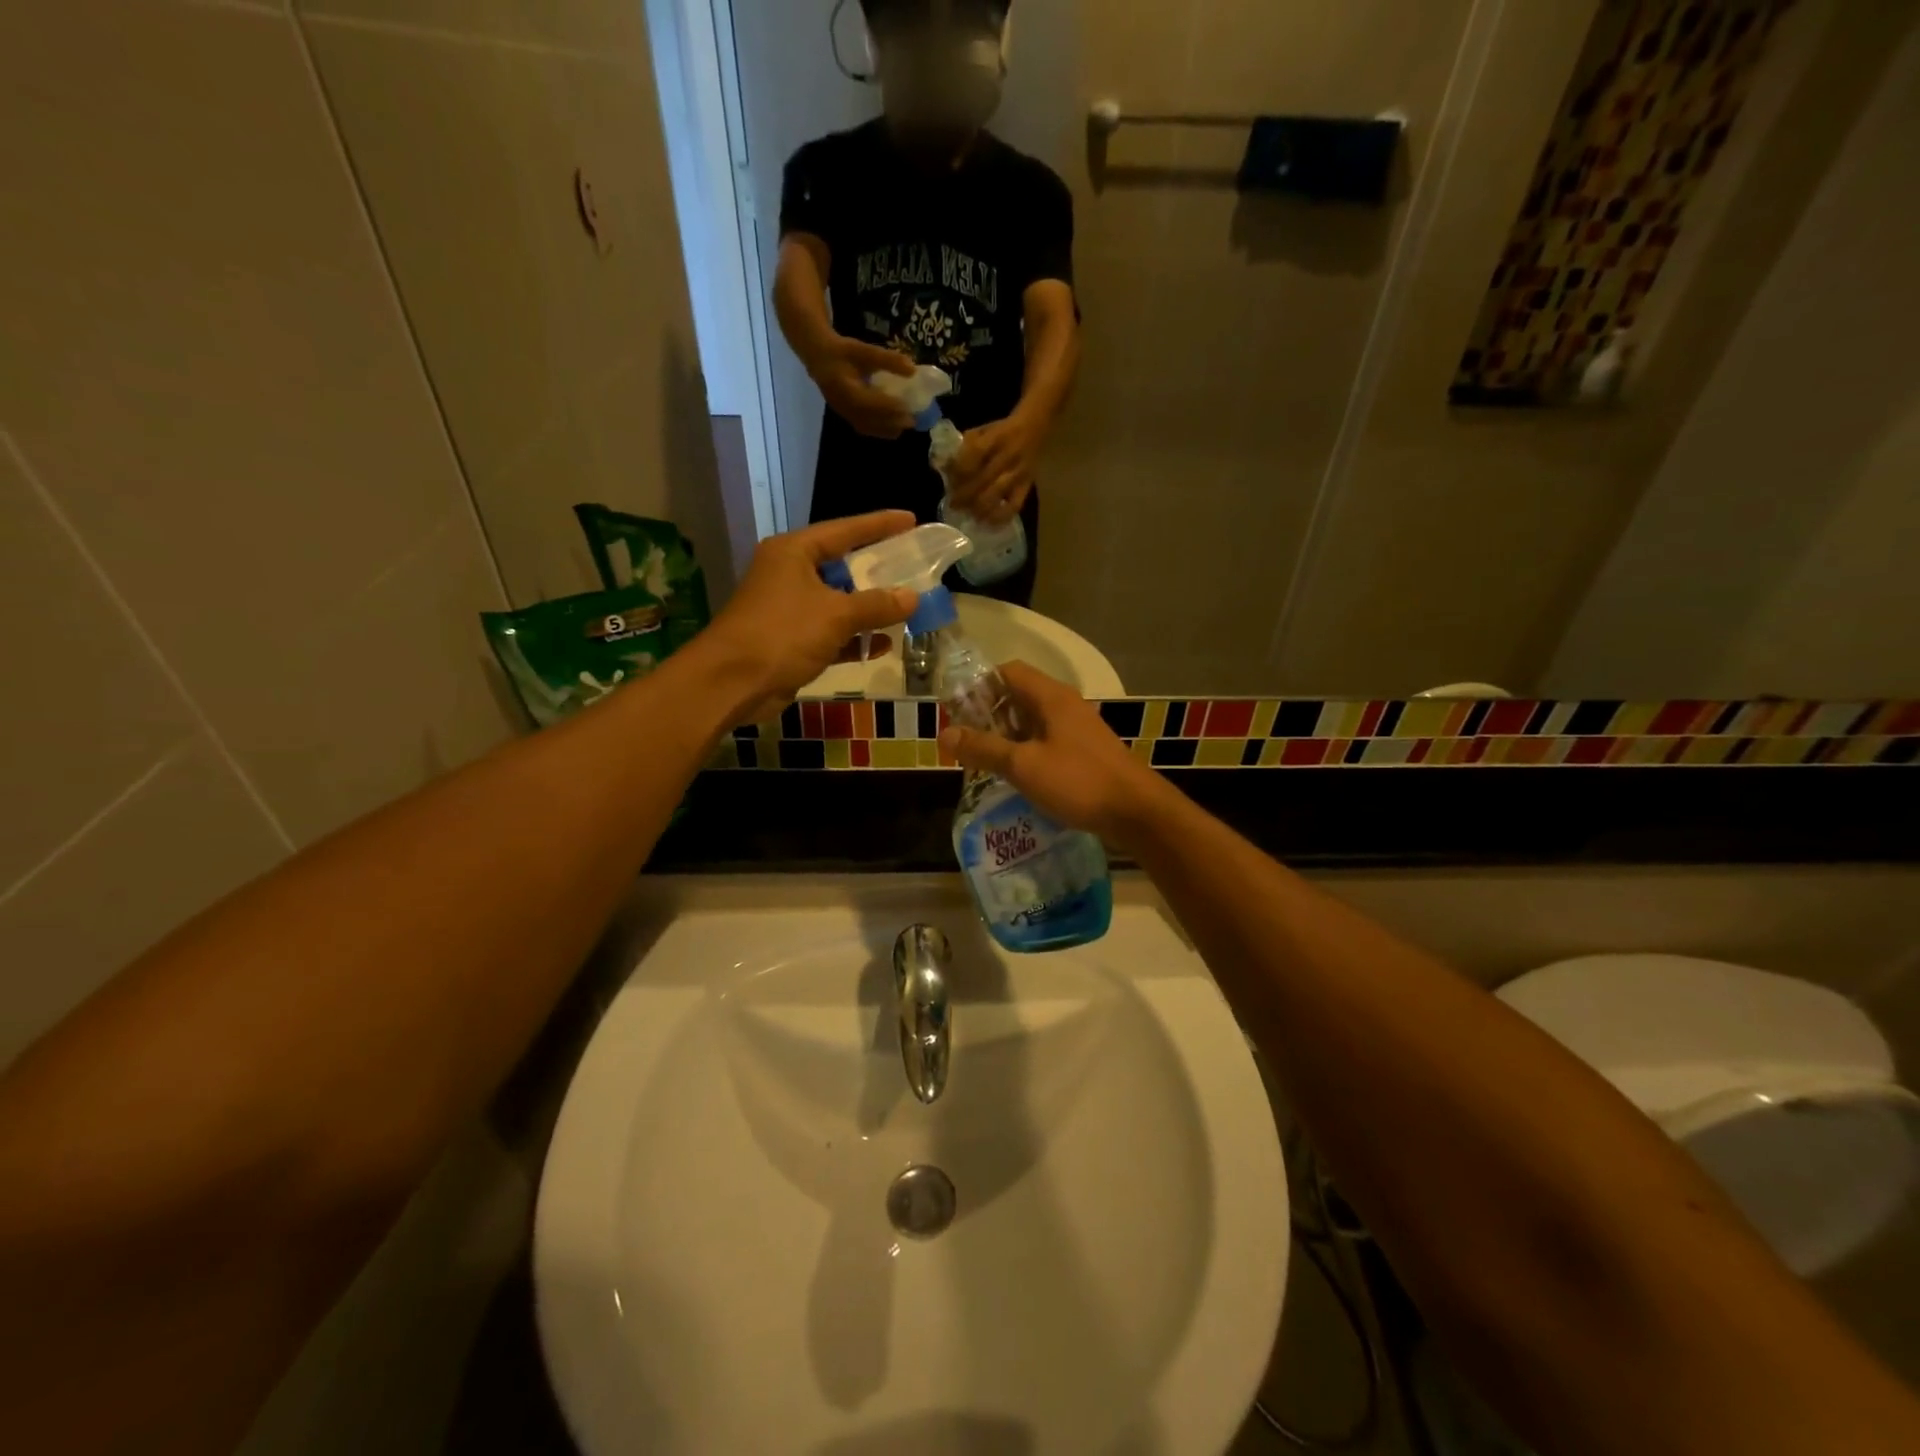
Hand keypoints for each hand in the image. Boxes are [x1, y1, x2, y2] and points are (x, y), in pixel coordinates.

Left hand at [697, 512, 918, 721]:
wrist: (732, 682)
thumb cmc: (782, 634)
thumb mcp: (836, 615)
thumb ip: (877, 604)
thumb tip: (913, 597)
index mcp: (794, 552)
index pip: (845, 530)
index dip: (879, 525)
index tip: (911, 519)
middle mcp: (790, 574)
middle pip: (842, 566)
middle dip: (877, 571)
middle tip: (913, 566)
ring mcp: (789, 609)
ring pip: (838, 603)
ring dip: (868, 609)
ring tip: (907, 608)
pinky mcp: (790, 641)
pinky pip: (831, 633)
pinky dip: (853, 638)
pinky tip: (882, 645)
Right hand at [808, 337, 918, 438]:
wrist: (819, 358)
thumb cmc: (842, 352)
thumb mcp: (864, 350)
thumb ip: (887, 359)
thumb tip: (913, 369)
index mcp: (845, 389)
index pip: (869, 402)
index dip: (888, 407)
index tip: (907, 408)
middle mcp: (843, 406)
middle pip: (869, 419)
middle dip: (891, 421)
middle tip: (912, 420)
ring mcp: (844, 413)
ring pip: (868, 427)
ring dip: (887, 428)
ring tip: (905, 425)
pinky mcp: (846, 416)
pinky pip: (864, 427)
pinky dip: (880, 429)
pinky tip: (893, 427)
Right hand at [939, 662, 1173, 847]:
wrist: (1136, 811)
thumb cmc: (1078, 781)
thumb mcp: (1023, 765)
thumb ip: (983, 748)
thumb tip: (944, 734)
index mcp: (1051, 697)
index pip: (1008, 671)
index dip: (979, 685)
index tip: (957, 711)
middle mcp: (1064, 705)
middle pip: (1018, 696)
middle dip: (988, 715)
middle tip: (965, 741)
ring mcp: (1077, 729)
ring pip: (1032, 721)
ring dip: (1006, 736)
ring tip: (983, 761)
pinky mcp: (1084, 752)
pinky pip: (1046, 741)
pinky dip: (1026, 751)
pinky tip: (1014, 776)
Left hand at [949, 412, 1043, 525]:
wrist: (1035, 427)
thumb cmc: (1003, 430)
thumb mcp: (983, 429)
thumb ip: (964, 447)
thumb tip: (944, 467)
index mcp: (996, 437)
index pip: (973, 456)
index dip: (958, 471)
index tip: (949, 480)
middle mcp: (1008, 456)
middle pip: (981, 480)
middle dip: (963, 495)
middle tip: (953, 504)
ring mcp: (1018, 473)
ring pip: (995, 495)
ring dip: (977, 507)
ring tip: (967, 513)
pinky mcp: (1027, 486)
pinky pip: (1014, 506)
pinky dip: (999, 517)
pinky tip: (987, 521)